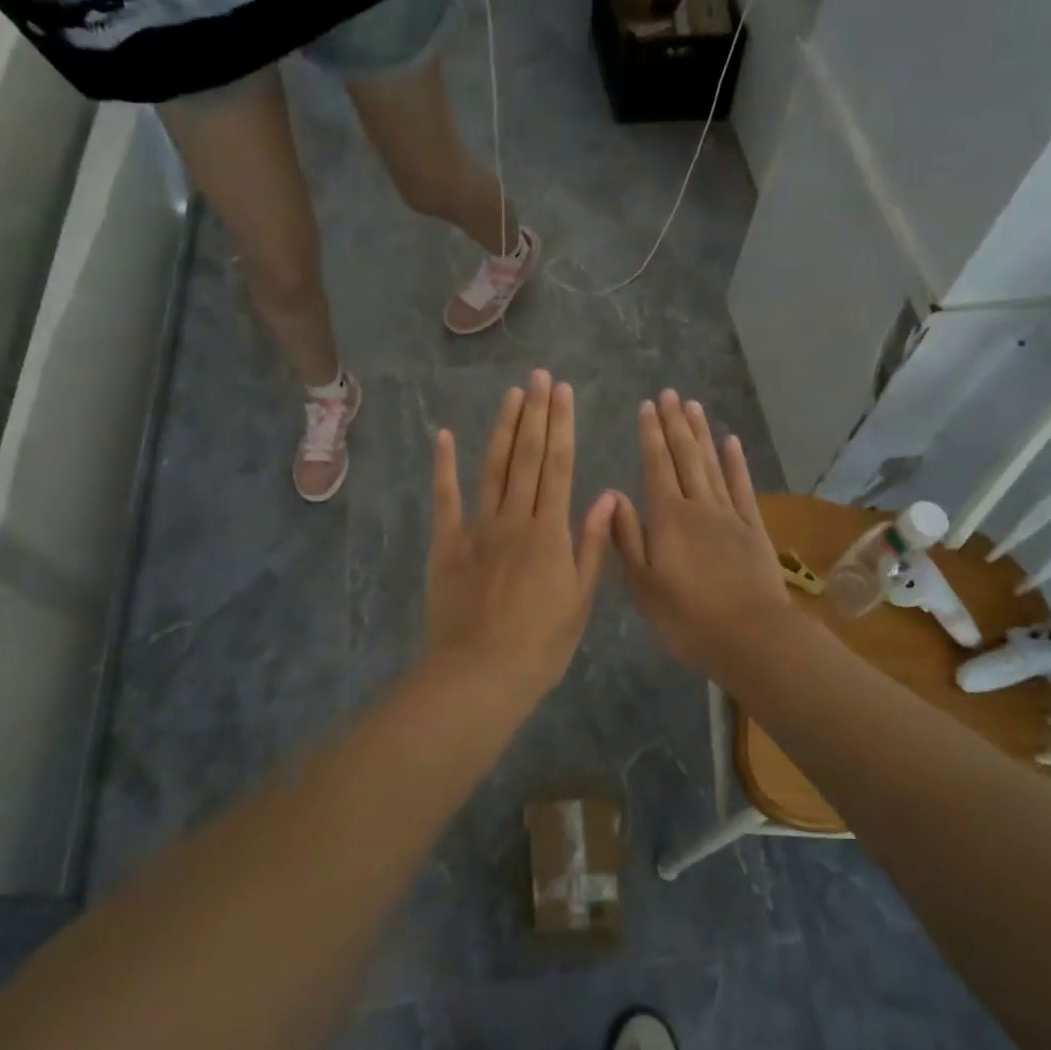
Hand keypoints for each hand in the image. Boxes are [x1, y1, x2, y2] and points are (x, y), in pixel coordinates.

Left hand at [424, 371, 616, 694]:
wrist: (480, 673)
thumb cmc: (540, 644)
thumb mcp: (580, 599)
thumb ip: (591, 544)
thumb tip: (605, 496)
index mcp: (550, 531)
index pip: (560, 466)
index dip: (562, 426)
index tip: (564, 392)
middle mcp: (515, 518)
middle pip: (528, 457)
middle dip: (536, 414)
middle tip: (539, 376)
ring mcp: (477, 528)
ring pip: (493, 468)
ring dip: (503, 428)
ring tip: (512, 394)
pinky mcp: (446, 543)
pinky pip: (445, 498)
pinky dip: (445, 466)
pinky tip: (446, 435)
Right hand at [613, 391, 792, 673]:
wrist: (749, 636)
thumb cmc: (686, 617)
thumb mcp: (642, 585)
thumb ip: (627, 538)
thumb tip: (615, 496)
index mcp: (667, 518)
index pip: (656, 465)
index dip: (650, 435)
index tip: (646, 407)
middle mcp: (698, 506)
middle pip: (685, 456)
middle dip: (675, 423)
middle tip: (669, 394)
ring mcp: (729, 515)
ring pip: (712, 464)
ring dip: (701, 434)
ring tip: (693, 406)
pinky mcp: (753, 529)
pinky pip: (742, 487)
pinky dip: (736, 463)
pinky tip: (731, 442)